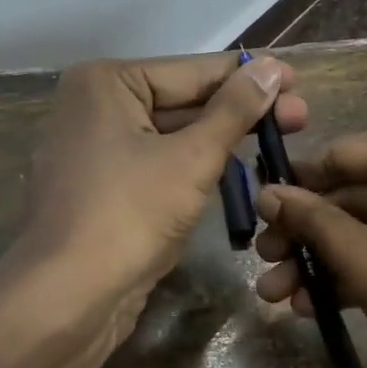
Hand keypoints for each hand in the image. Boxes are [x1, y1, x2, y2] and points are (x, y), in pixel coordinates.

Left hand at [11, 51, 304, 335]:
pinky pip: (155, 165)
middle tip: (300, 119)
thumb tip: (274, 68)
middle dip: (240, 112)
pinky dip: (192, 168)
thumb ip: (234, 110)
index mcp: (105, 82)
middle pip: (181, 101)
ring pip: (170, 136)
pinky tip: (235, 171)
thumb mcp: (192, 158)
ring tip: (276, 143)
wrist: (66, 299)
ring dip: (220, 141)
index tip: (298, 81)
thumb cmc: (129, 215)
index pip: (193, 71)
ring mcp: (93, 150)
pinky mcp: (100, 189)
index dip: (250, 77)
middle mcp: (93, 107)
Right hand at [252, 120, 366, 367]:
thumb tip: (266, 193)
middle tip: (264, 266)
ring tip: (282, 297)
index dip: (295, 189)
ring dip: (335, 258)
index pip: (343, 157)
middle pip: (363, 194)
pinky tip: (325, 303)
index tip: (257, 216)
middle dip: (310, 238)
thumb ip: (313, 222)